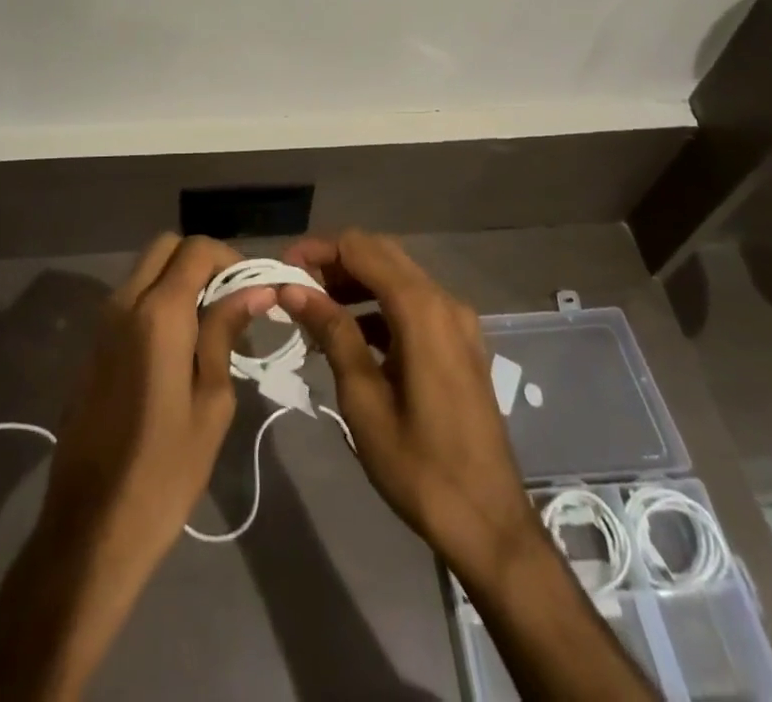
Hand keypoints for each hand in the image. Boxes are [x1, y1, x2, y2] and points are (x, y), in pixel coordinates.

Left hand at [0, 235, 268, 700]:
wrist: (90, 528)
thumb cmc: (165, 470)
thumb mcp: (212, 401)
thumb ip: (226, 332)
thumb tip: (255, 289)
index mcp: (158, 313)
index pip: (196, 249)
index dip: (230, 258)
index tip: (252, 290)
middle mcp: (124, 303)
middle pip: (165, 247)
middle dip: (201, 260)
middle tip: (231, 301)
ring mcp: (102, 324)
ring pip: (144, 271)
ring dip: (178, 280)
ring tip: (210, 326)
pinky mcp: (92, 347)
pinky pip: (129, 300)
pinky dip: (157, 301)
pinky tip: (178, 348)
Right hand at [278, 231, 545, 585]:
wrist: (490, 524)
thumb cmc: (420, 466)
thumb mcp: (364, 399)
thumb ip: (332, 333)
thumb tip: (292, 288)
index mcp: (422, 309)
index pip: (360, 248)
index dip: (317, 249)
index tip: (281, 268)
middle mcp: (444, 301)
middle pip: (381, 254)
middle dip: (334, 262)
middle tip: (294, 287)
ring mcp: (457, 321)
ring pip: (397, 277)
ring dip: (355, 283)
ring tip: (313, 310)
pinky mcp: (460, 343)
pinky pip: (413, 304)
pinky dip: (378, 306)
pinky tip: (349, 334)